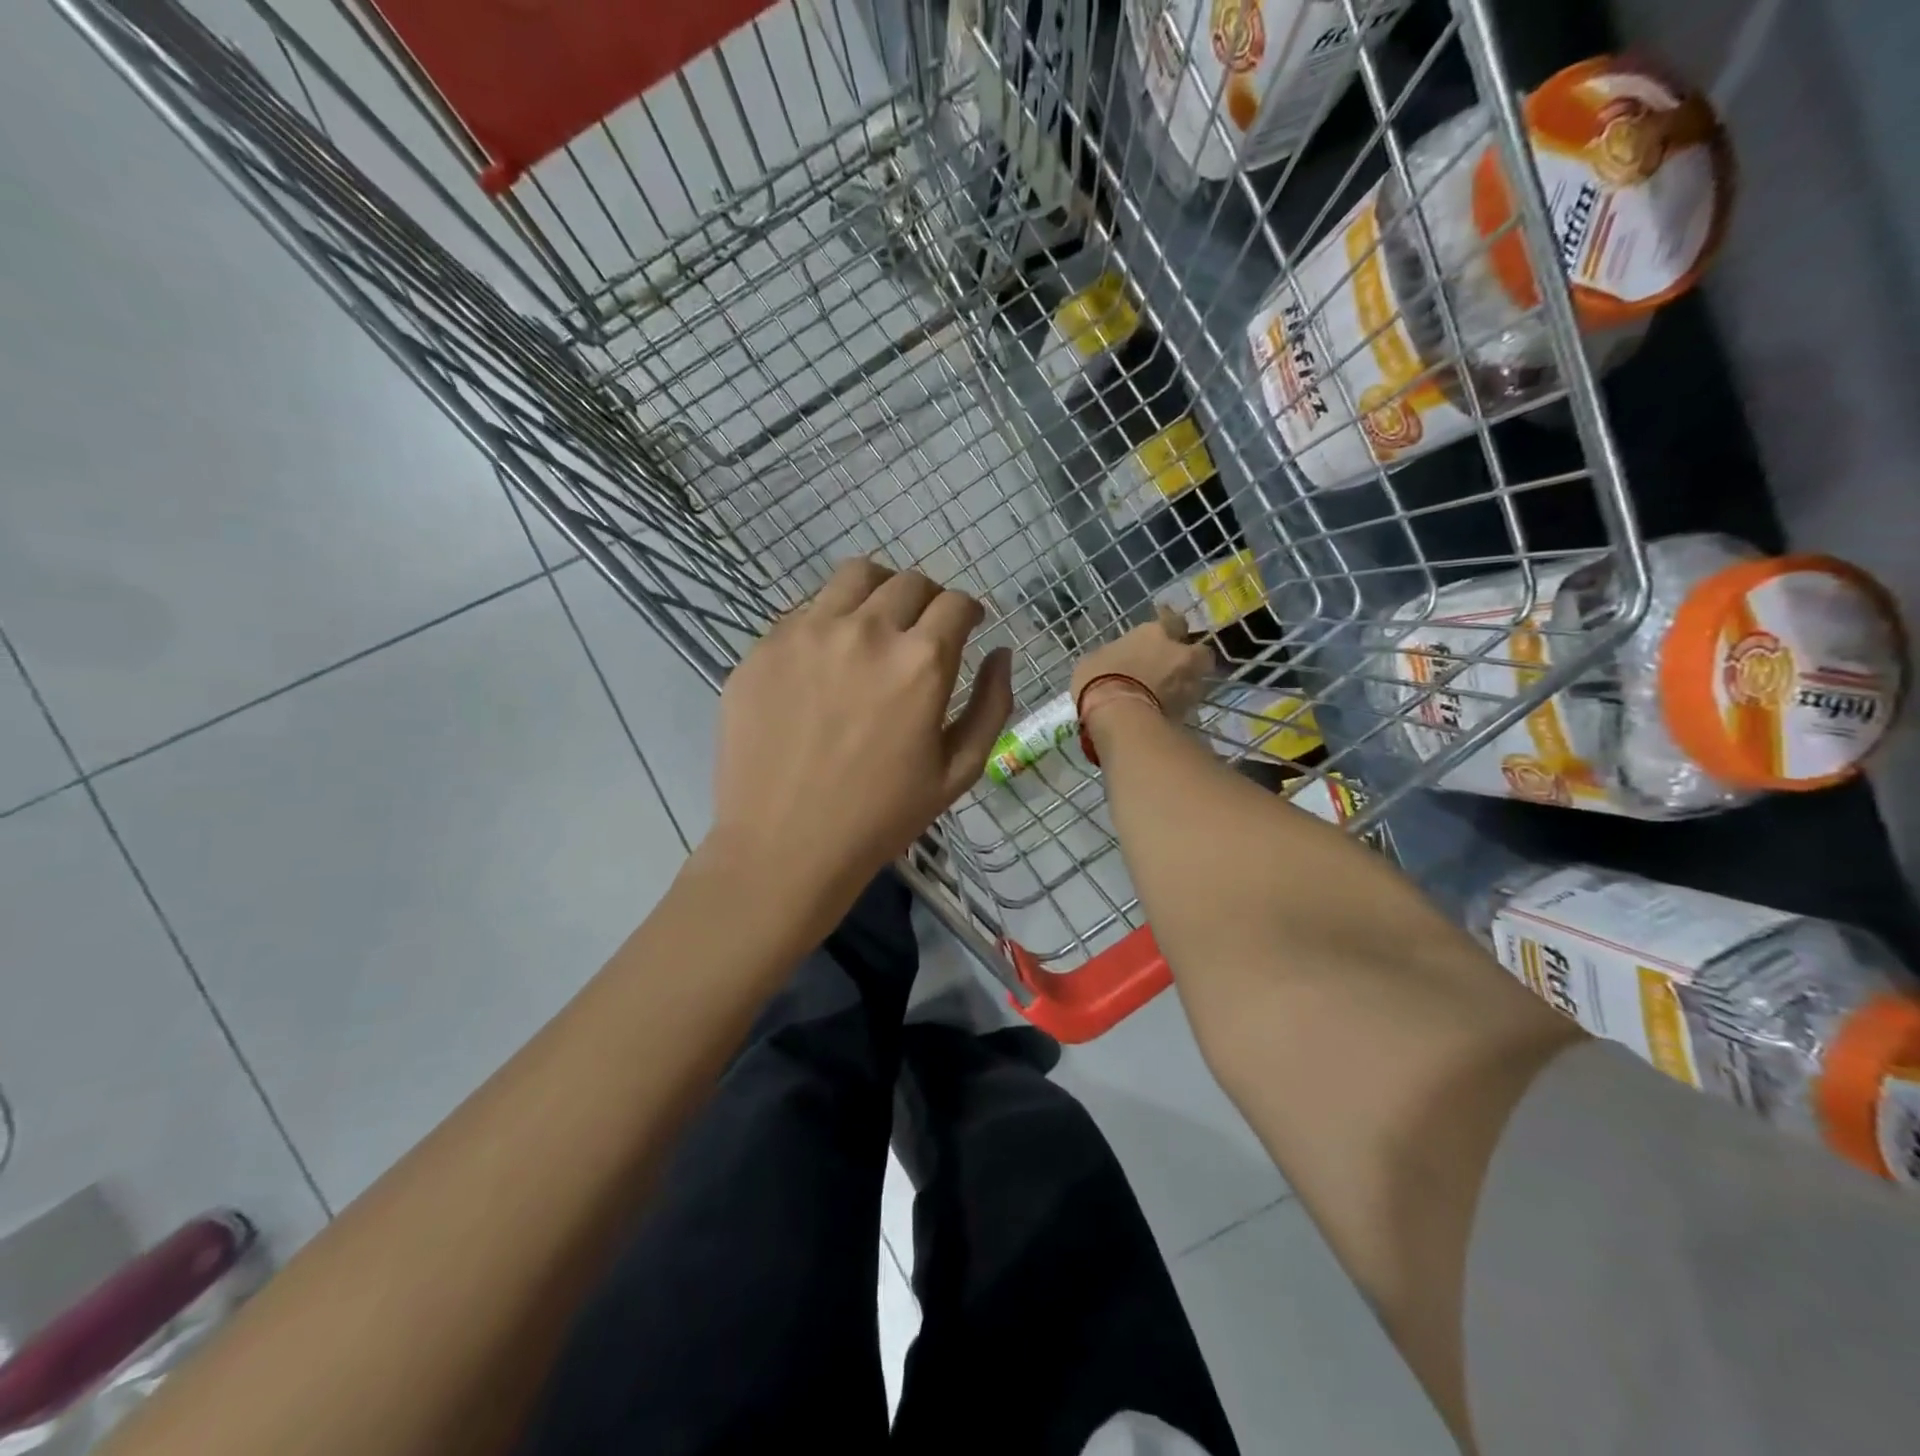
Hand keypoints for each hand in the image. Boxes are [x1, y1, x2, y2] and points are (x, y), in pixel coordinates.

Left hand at [710, 559, 1013, 894]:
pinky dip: (829, 621)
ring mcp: (808, 632)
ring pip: (854, 576)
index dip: (968, 611)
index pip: (956, 602)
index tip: (965, 626)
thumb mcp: (958, 771)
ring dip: (878, 592)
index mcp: (920, 661)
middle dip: (928, 601)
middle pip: (909, 582)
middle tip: (922, 631)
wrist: (784, 845)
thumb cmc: (880, 817)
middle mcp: (866, 630)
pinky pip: (806, 611)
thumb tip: (1001, 654)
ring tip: (875, 624)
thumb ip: (991, 705)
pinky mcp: (764, 646)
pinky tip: (825, 662)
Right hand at [1071, 609, 1213, 729]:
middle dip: (1191, 656)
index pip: (1172, 620)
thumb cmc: (1100, 679)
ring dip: (1186, 683)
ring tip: (1170, 692)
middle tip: (1176, 663)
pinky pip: (1186, 704)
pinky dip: (1178, 706)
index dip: (1169, 621)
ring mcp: (1188, 684)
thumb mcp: (1095, 659)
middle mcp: (1179, 654)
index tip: (1165, 622)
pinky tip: (1163, 711)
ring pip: (1197, 679)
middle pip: (1199, 651)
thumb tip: (1116, 659)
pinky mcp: (1188, 712)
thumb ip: (1115, 655)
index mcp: (1155, 633)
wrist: (1119, 717)